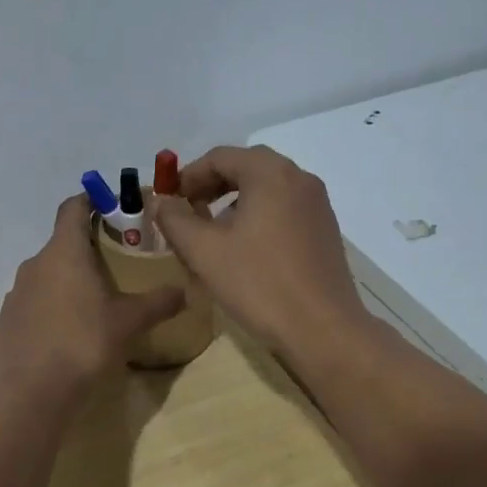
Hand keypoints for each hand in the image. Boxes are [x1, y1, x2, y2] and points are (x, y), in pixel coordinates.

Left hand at [0, 195, 185, 394]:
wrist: (33, 392)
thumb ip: (158, 302)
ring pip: (46, 276)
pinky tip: (66, 335)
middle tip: (115, 265)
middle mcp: (34, 265)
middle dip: (86, 249)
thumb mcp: (129, 322)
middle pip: (61, 244)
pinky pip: (32, 305)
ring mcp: (15, 294)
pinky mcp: (6, 322)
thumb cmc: (84, 343)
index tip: (109, 206)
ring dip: (67, 281)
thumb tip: (184, 292)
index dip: (90, 200)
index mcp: (64, 252)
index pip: (73, 208)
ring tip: (92, 304)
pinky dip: (50, 309)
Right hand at [151, 145, 371, 362]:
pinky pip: (283, 210)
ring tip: (211, 235)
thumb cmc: (259, 284)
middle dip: (211, 187)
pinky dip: (258, 218)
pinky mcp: (325, 230)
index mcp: (271, 174)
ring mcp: (317, 205)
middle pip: (246, 168)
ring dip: (234, 203)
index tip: (169, 201)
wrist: (323, 329)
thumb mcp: (205, 251)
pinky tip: (244, 251)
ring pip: (266, 190)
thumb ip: (175, 219)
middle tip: (187, 214)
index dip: (188, 176)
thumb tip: (161, 201)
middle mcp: (299, 179)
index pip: (220, 157)